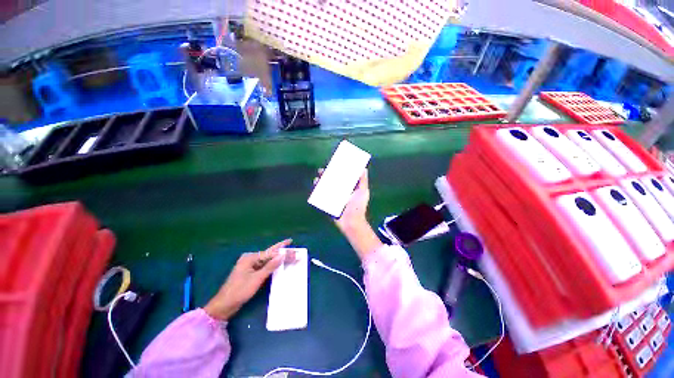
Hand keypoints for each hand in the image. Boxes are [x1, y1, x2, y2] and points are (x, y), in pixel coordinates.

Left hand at [204, 239, 294, 320]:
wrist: (224, 305)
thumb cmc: (239, 291)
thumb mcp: (257, 279)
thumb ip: (270, 266)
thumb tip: (282, 255)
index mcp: (250, 258)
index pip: (270, 253)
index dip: (282, 251)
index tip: (292, 246)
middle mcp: (250, 259)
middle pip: (269, 254)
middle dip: (281, 251)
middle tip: (292, 247)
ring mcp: (250, 266)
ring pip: (267, 260)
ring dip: (278, 258)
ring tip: (289, 253)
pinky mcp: (250, 273)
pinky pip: (264, 266)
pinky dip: (272, 265)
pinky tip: (279, 263)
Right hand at [314, 169, 370, 232]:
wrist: (351, 222)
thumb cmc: (358, 207)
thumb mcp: (363, 192)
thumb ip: (363, 181)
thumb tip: (364, 168)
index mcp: (348, 188)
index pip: (341, 177)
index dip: (336, 170)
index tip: (332, 164)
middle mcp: (340, 192)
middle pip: (331, 181)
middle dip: (326, 175)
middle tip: (322, 171)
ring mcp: (333, 198)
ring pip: (324, 187)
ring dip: (319, 182)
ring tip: (317, 178)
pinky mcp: (327, 204)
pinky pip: (320, 196)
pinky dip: (316, 191)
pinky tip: (315, 186)